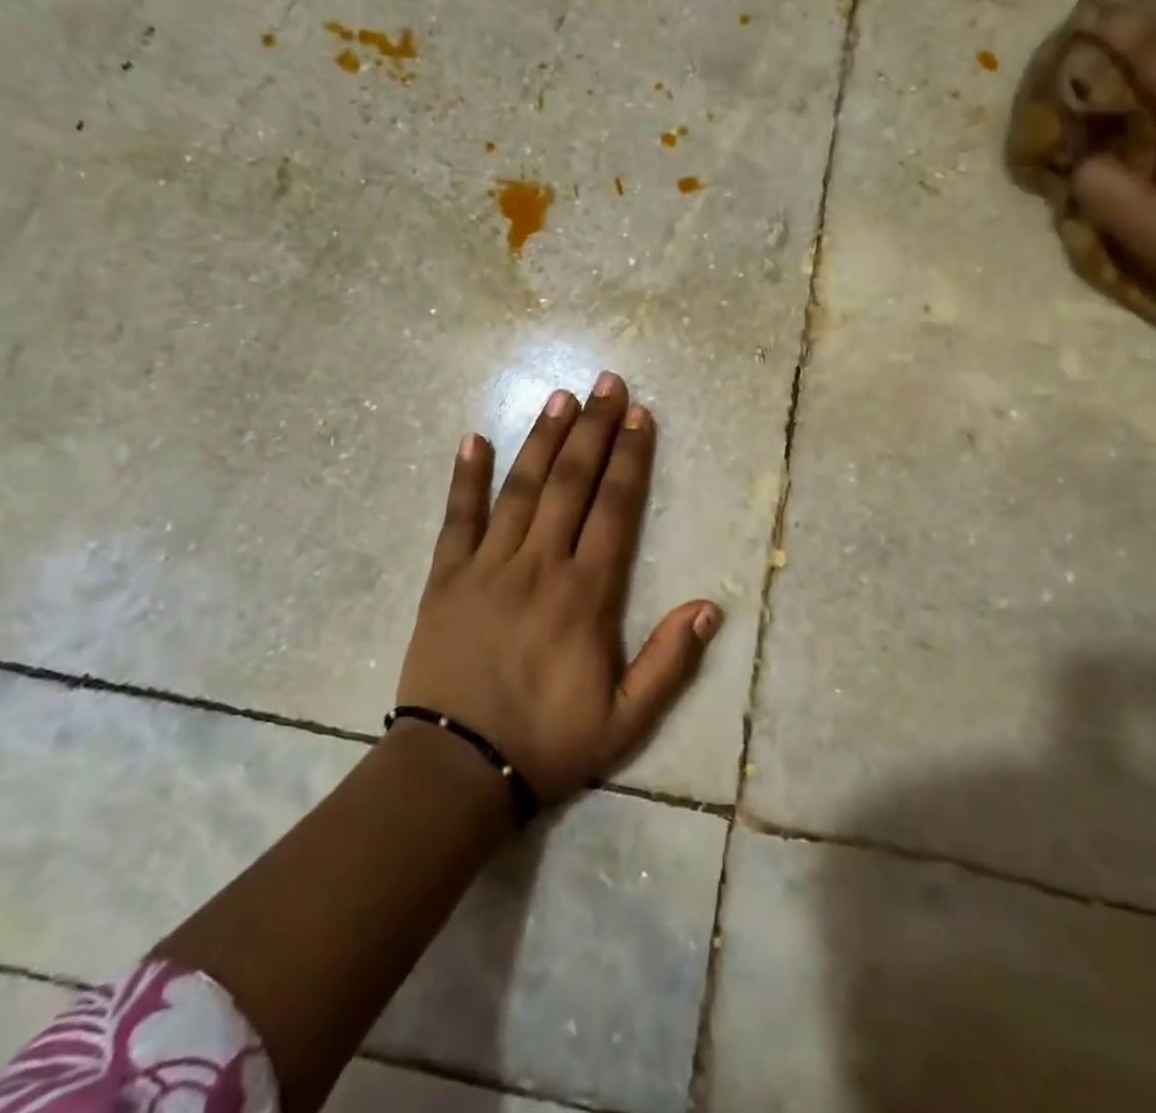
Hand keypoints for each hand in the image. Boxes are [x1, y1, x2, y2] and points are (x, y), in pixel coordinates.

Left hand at [397, 371, 721, 805]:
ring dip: (542, 439)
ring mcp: (488, 567)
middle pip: (571, 483)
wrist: (456, 772)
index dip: (631, 459)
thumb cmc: (547, 743)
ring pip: (520, 489)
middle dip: (593, 430)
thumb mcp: (625, 720)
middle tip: (607, 383)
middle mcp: (539, 565)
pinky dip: (465, 478)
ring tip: (560, 397)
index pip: (615, 509)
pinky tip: (473, 439)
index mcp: (585, 594)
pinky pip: (457, 519)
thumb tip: (709, 608)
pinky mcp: (445, 578)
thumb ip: (669, 662)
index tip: (640, 416)